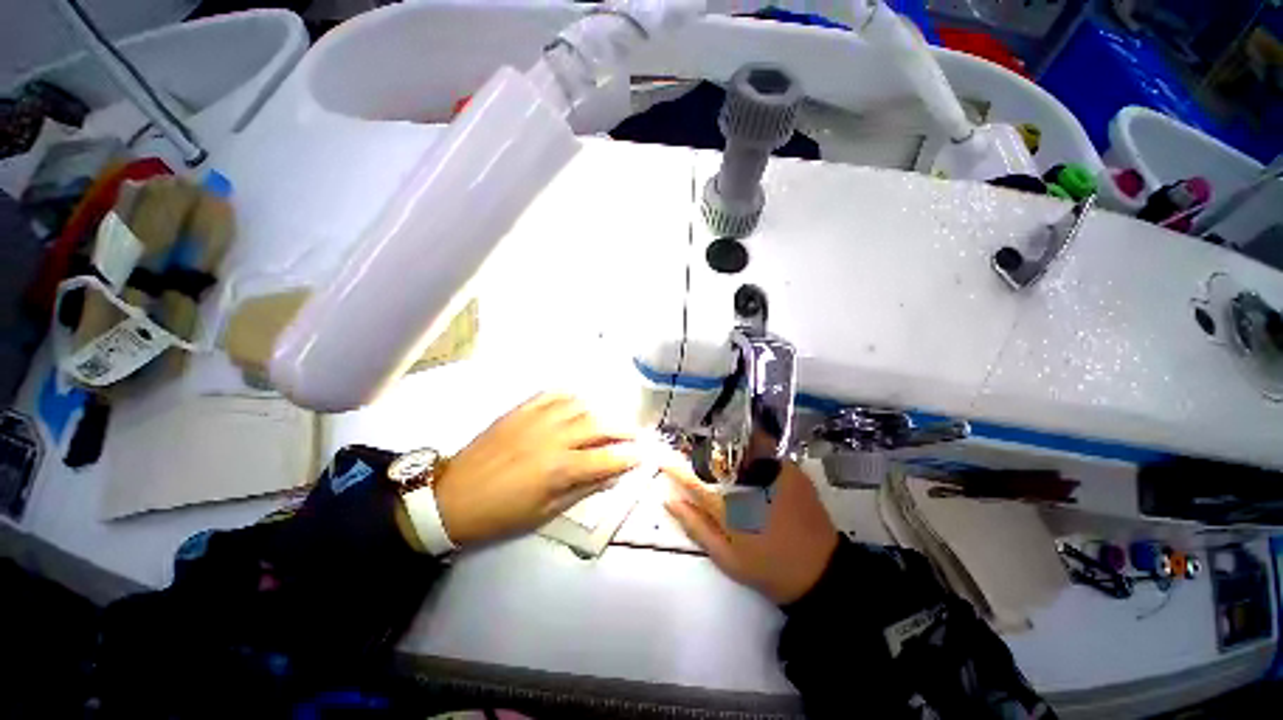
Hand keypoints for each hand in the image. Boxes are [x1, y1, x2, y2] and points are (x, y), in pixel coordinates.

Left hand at [433, 393, 640, 545]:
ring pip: (580, 405)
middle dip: (623, 429)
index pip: (606, 457)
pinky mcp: (521, 410)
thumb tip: (612, 475)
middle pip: (599, 425)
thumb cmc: (501, 513)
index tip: (642, 455)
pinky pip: (553, 394)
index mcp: (559, 468)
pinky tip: (578, 404)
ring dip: (600, 412)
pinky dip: (571, 397)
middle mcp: (553, 437)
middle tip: (634, 434)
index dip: (629, 456)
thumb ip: (583, 489)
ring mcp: (536, 419)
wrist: (452, 496)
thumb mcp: (545, 512)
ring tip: (607, 420)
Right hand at [664, 460, 838, 604]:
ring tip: (715, 447)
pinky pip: (763, 448)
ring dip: (724, 445)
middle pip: (718, 456)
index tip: (662, 458)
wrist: (821, 572)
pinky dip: (748, 447)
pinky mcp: (791, 468)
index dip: (675, 467)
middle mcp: (750, 482)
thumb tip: (669, 499)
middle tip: (690, 449)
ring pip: (740, 446)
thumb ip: (696, 526)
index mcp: (731, 507)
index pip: (695, 480)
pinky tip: (744, 455)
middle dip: (700, 450)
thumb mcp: (726, 558)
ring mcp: (774, 471)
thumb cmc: (768, 568)